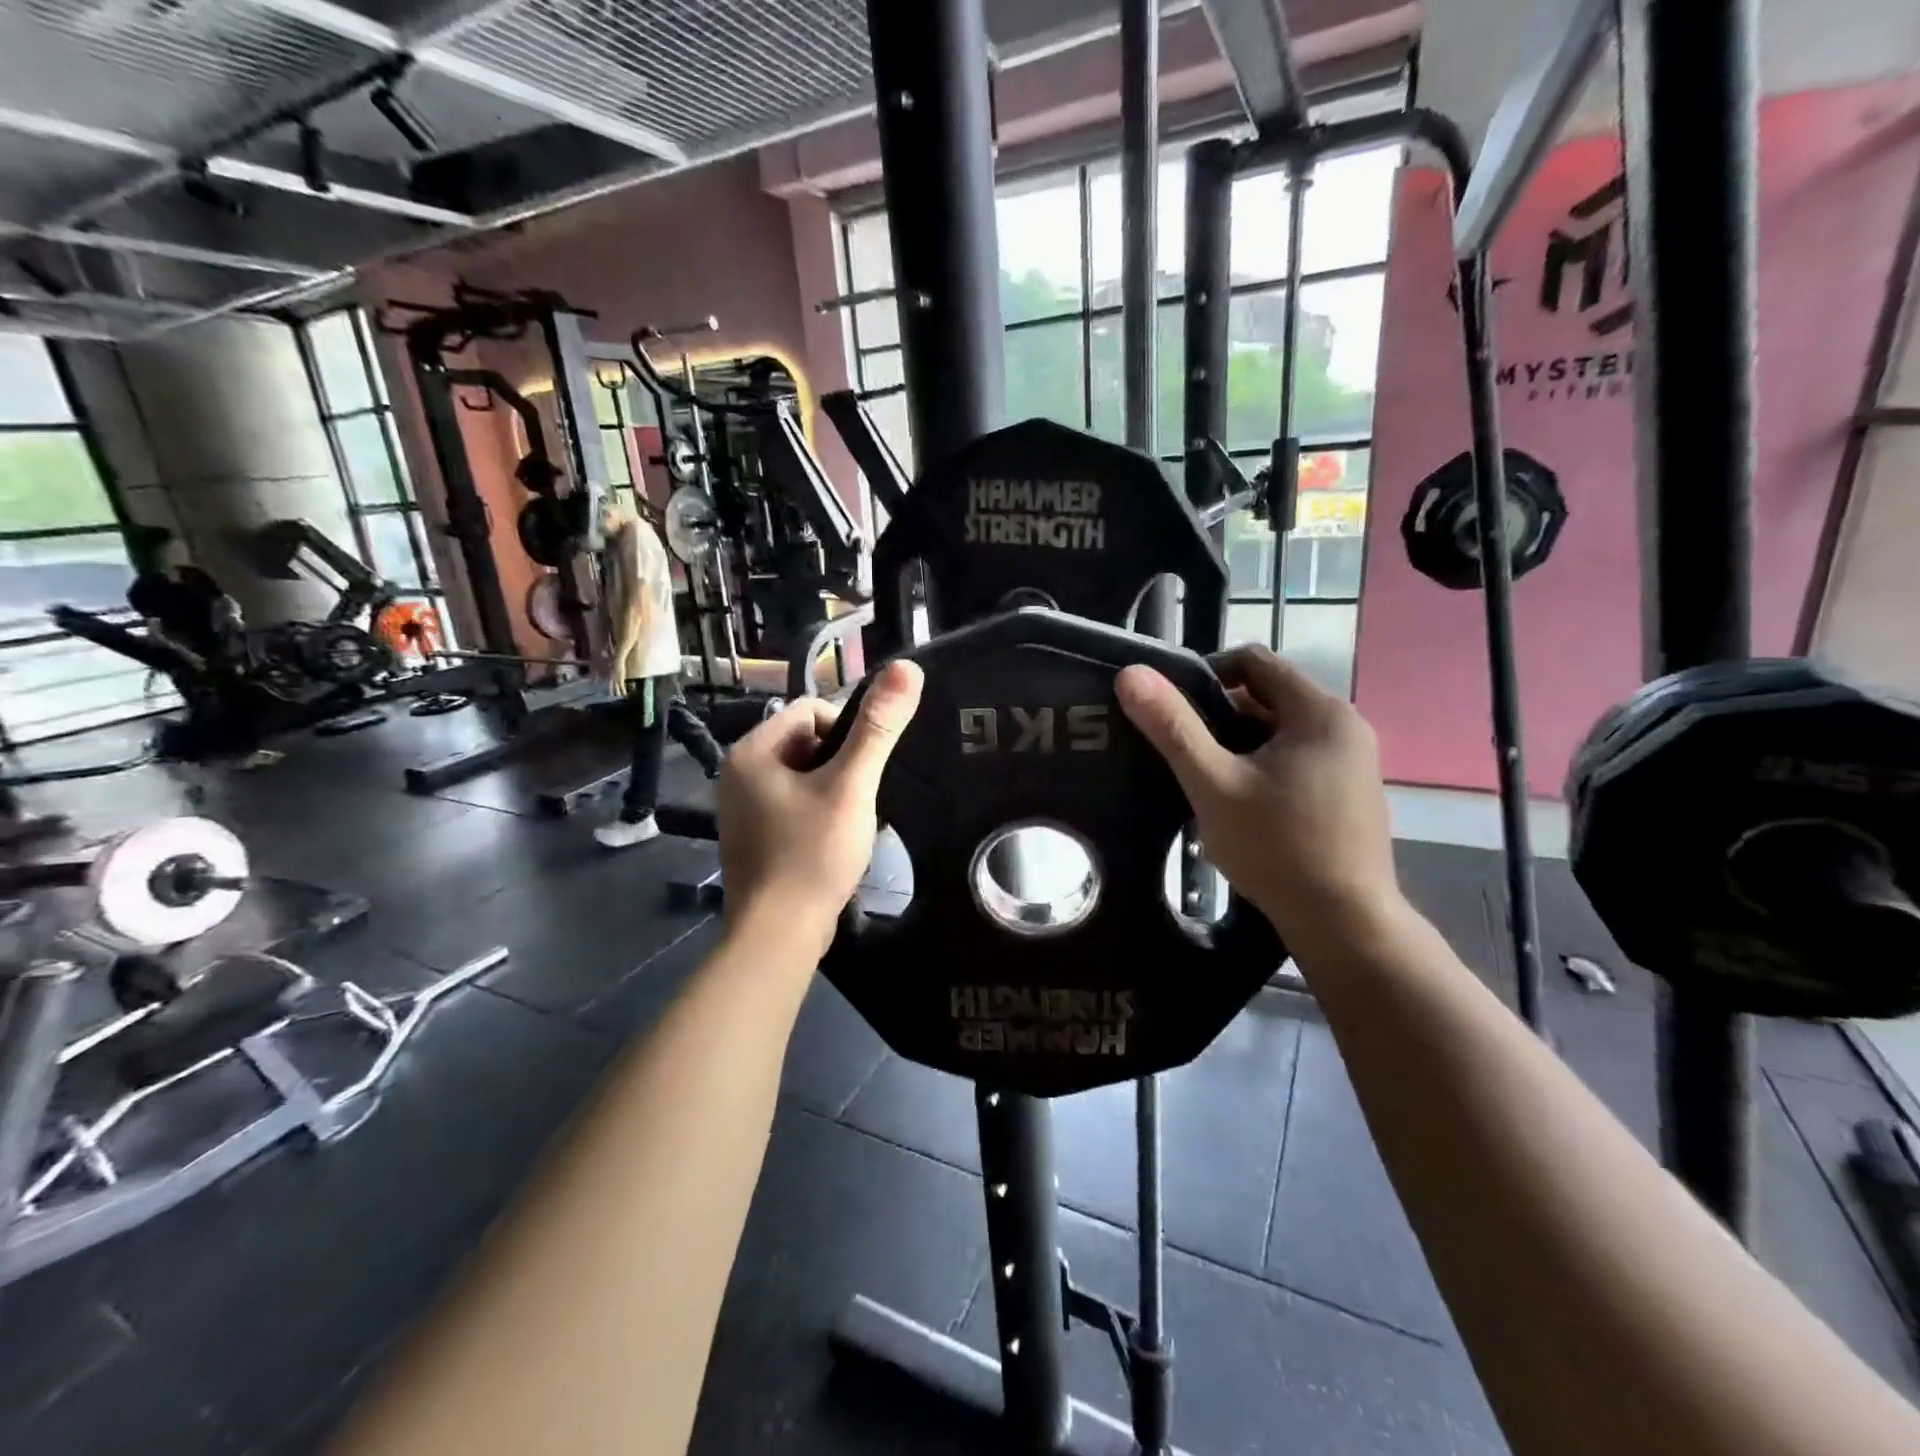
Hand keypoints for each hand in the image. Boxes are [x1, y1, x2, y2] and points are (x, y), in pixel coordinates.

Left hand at [716, 660, 924, 953]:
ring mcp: (743, 809)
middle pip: (806, 743)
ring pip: (805, 777)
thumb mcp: (852, 785)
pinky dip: (821, 815)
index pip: (809, 710)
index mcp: (751, 751)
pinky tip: (837, 842)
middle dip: (842, 766)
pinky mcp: (755, 837)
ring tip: (852, 823)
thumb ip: (878, 728)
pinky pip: (795, 806)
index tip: (862, 771)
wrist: (780, 934)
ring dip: (836, 792)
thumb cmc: (812, 853)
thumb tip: (907, 667)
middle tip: (860, 800)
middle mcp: (738, 774)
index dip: (846, 731)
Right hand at [1116, 645, 1399, 952]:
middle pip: (1267, 695)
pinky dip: (1263, 766)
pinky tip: (1239, 803)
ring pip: (1280, 730)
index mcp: (1319, 711)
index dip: (1206, 673)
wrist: (1345, 924)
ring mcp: (1352, 761)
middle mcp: (1344, 726)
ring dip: (1239, 743)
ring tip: (1203, 778)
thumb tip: (1131, 674)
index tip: (1173, 710)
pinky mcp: (1350, 792)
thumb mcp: (1214, 784)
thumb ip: (1173, 727)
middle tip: (1181, 750)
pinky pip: (1296, 758)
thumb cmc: (1277, 848)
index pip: (1253, 660)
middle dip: (1219, 715)